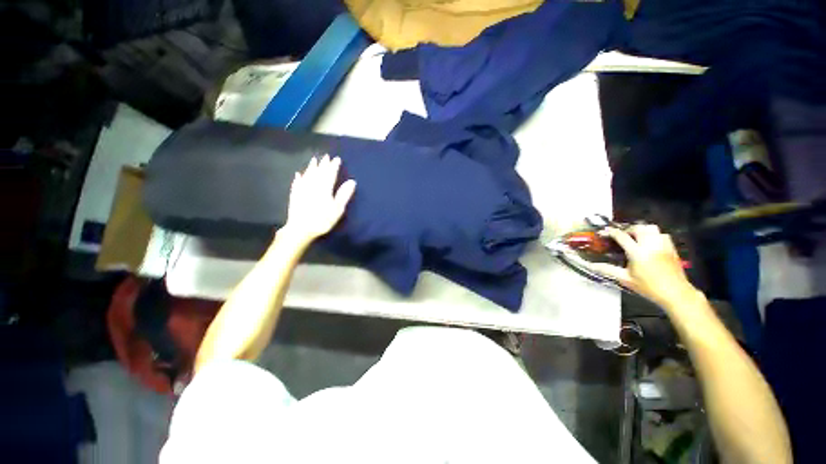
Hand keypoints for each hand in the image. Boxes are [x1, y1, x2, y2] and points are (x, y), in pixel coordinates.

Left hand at [284, 154, 355, 241]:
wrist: (300, 228)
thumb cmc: (322, 220)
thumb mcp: (337, 209)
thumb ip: (344, 194)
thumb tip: (352, 181)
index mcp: (325, 188)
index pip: (330, 174)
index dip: (334, 166)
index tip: (337, 159)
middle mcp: (313, 185)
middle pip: (318, 172)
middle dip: (323, 164)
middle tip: (326, 156)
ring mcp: (302, 189)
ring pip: (307, 175)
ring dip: (311, 167)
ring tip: (314, 160)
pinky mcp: (295, 195)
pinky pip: (297, 183)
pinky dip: (299, 178)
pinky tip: (298, 174)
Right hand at [591, 224, 698, 308]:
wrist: (676, 293)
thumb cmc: (649, 287)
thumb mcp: (625, 279)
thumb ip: (608, 270)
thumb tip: (591, 266)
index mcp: (637, 252)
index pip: (621, 236)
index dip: (610, 232)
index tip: (603, 232)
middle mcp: (650, 245)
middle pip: (638, 228)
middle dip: (627, 229)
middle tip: (620, 235)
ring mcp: (663, 245)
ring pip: (651, 228)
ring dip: (641, 230)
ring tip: (635, 237)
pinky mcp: (671, 248)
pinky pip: (662, 234)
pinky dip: (653, 235)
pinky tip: (649, 242)